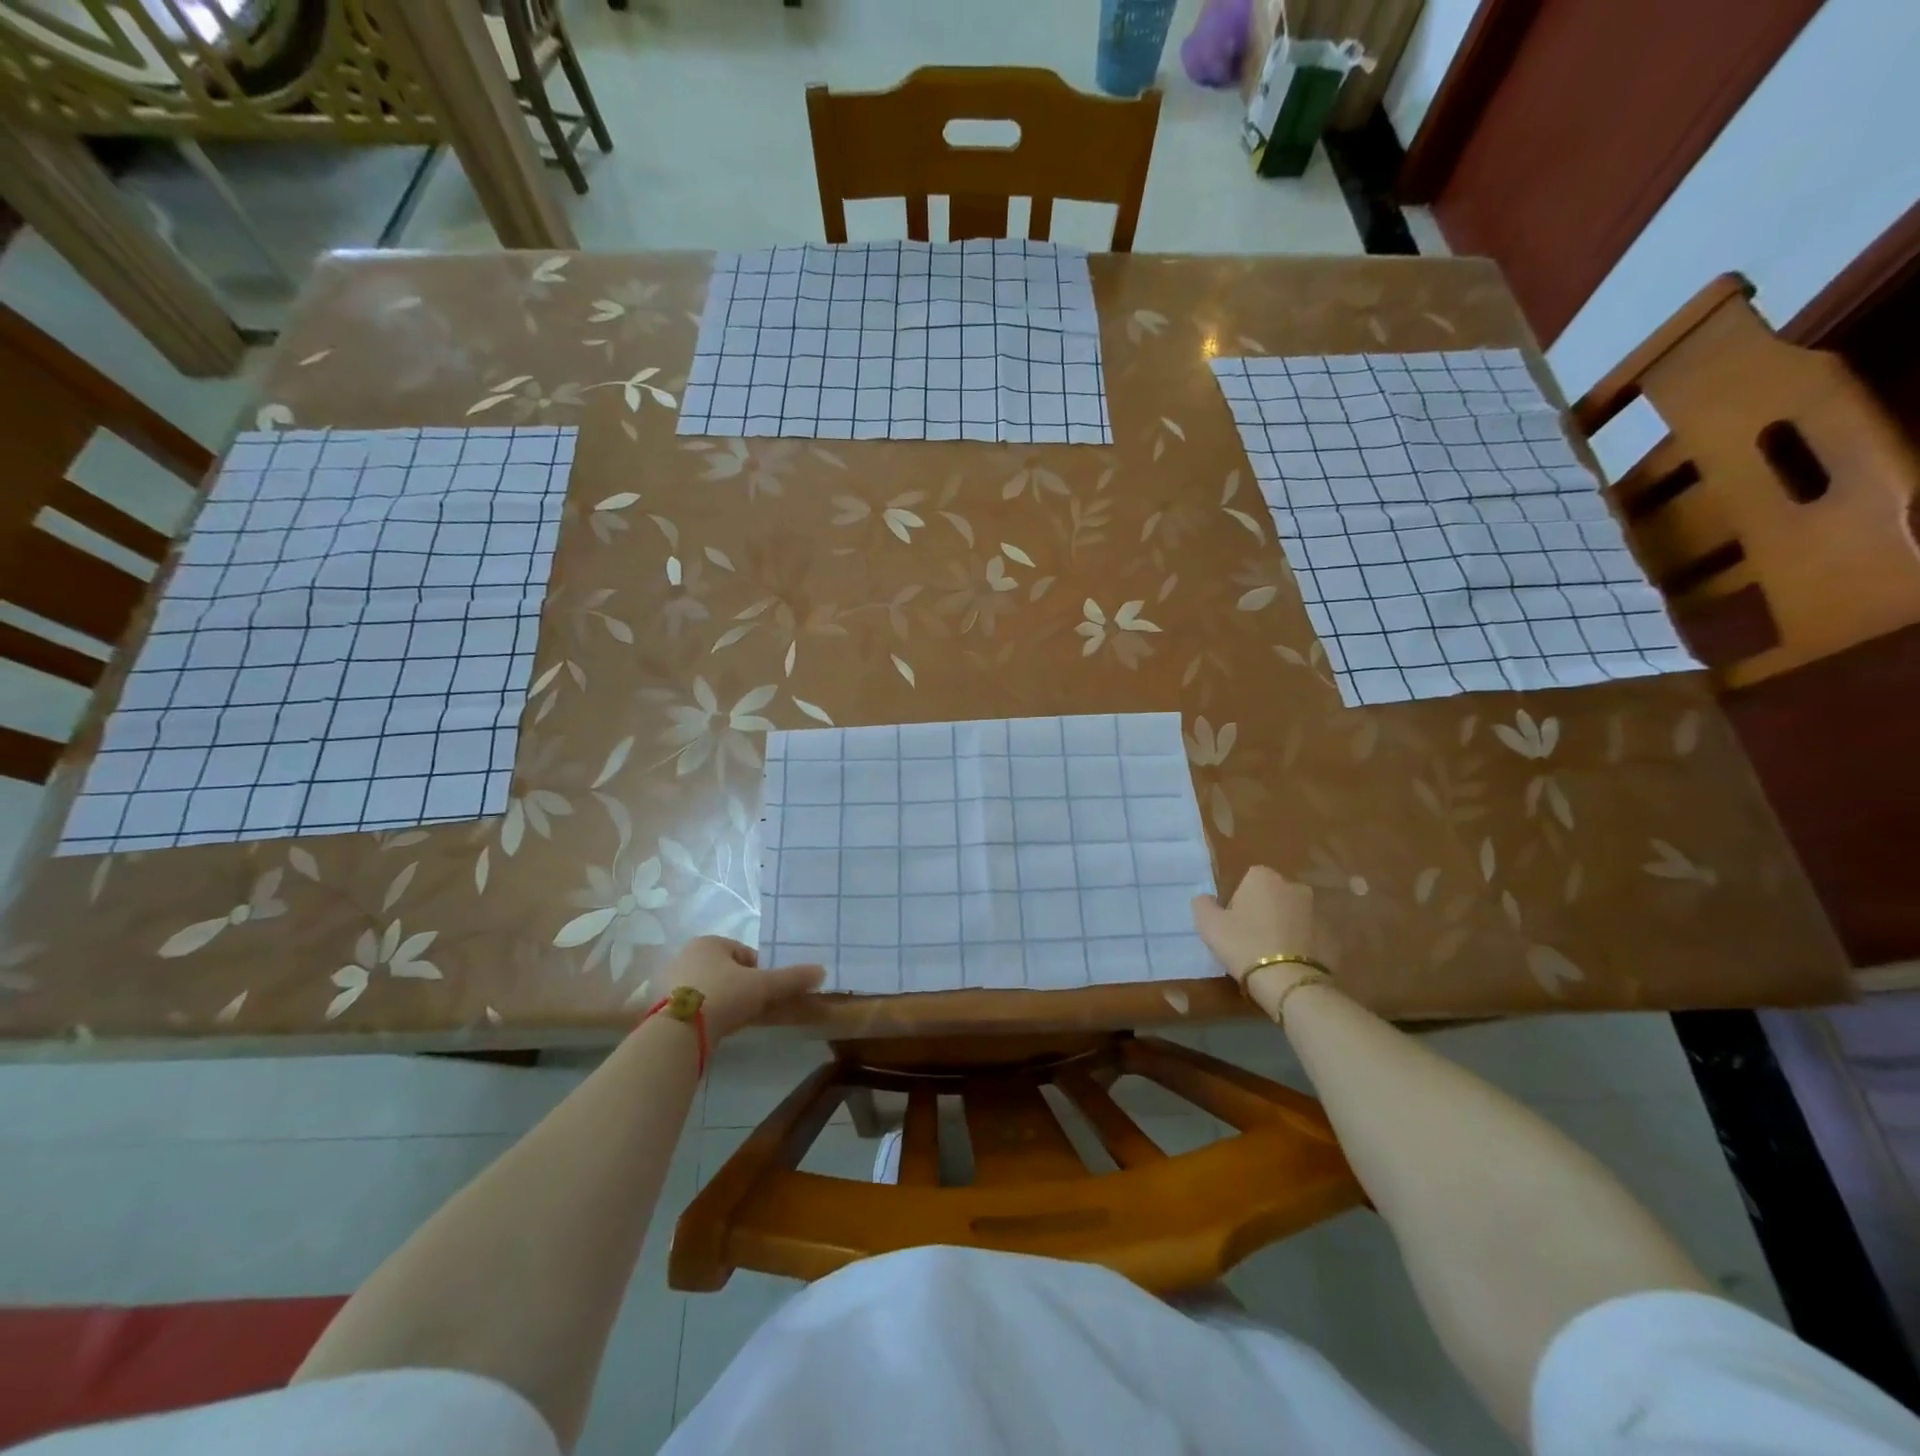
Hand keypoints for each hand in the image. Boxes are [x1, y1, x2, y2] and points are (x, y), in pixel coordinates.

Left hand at [655, 937, 824, 1041]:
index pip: (745, 953)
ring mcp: (672, 983)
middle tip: (755, 1008)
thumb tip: (822, 971)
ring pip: (712, 990)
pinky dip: (710, 1016)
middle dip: (744, 989)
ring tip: (737, 1021)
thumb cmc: (722, 995)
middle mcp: (687, 956)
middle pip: (728, 972)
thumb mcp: (762, 985)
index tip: (767, 992)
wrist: (677, 1031)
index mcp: (709, 942)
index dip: (761, 972)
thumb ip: (791, 979)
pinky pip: (696, 1007)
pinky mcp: (663, 1008)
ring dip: (728, 1003)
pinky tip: (717, 1029)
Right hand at [1192, 866, 1319, 991]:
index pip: (1248, 881)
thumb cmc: (1243, 944)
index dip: (1239, 901)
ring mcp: (1318, 911)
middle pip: (1274, 896)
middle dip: (1264, 911)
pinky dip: (1302, 945)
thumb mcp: (1208, 924)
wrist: (1288, 981)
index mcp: (1264, 877)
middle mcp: (1295, 886)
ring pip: (1294, 916)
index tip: (1233, 923)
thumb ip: (1203, 904)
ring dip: (1285, 928)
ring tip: (1272, 955)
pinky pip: (1311, 937)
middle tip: (1250, 939)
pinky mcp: (1333, 937)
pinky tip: (1290, 965)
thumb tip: (1207, 899)